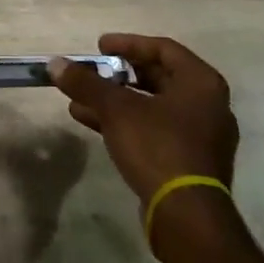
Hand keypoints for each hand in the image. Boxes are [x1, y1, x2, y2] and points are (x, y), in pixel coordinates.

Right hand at [49, 34, 238, 204]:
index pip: (163, 48)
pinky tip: (92, 123)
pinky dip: (126, 123)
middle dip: (119, 75)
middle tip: (93, 72)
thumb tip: (54, 63)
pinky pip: (155, 130)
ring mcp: (201, 136)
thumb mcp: (116, 110)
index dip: (128, 44)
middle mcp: (209, 105)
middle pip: (158, 77)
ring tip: (80, 99)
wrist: (186, 218)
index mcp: (201, 83)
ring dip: (116, 101)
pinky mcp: (190, 162)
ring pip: (153, 106)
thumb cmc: (158, 147)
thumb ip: (86, 83)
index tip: (99, 47)